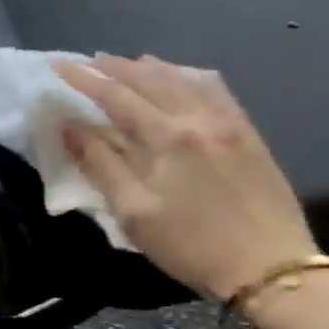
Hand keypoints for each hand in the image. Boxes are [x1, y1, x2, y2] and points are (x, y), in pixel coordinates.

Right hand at [53, 54, 316, 301]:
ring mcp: (228, 122)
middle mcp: (197, 118)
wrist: (270, 268)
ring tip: (128, 62)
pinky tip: (182, 77)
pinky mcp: (248, 133)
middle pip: (149, 79)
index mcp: (166, 137)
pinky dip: (189, 76)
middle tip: (88, 61)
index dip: (83, 79)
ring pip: (183, 79)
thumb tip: (70, 127)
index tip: (58, 65)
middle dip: (115, 67)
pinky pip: (215, 90)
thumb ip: (100, 164)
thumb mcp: (134, 213)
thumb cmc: (191, 246)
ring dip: (150, 67)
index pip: (115, 96)